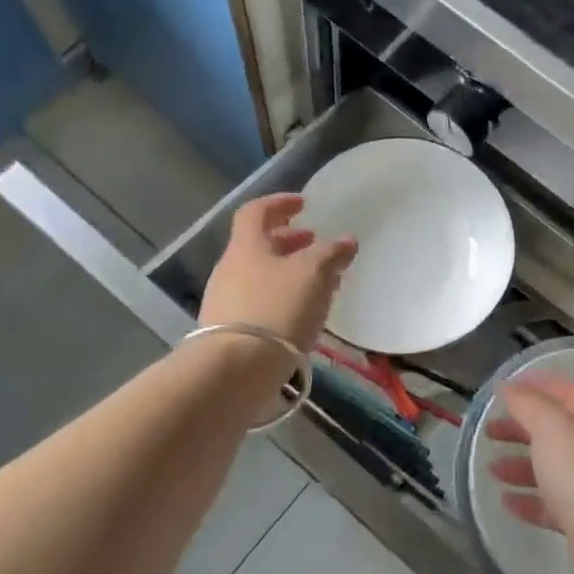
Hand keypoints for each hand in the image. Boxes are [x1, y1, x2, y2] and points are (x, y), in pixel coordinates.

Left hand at [199, 194, 357, 352]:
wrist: (235, 370)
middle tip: (316, 245)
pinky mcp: (231, 333)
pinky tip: (304, 315)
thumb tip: (346, 241)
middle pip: (260, 246)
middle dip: (290, 242)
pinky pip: (261, 304)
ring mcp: (226, 302)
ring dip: (290, 274)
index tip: (303, 204)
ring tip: (320, 285)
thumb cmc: (276, 308)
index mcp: (246, 246)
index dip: (279, 203)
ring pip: (262, 276)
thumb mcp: (313, 273)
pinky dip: (284, 300)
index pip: (256, 212)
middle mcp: (230, 269)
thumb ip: (331, 253)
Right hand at [487, 372, 573, 573]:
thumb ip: (527, 404)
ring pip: (553, 468)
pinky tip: (507, 501)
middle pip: (556, 430)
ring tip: (492, 470)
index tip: (508, 387)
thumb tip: (508, 387)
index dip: (540, 383)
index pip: (569, 391)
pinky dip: (529, 500)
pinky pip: (553, 504)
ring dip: (521, 465)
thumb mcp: (550, 427)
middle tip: (490, 431)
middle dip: (522, 427)